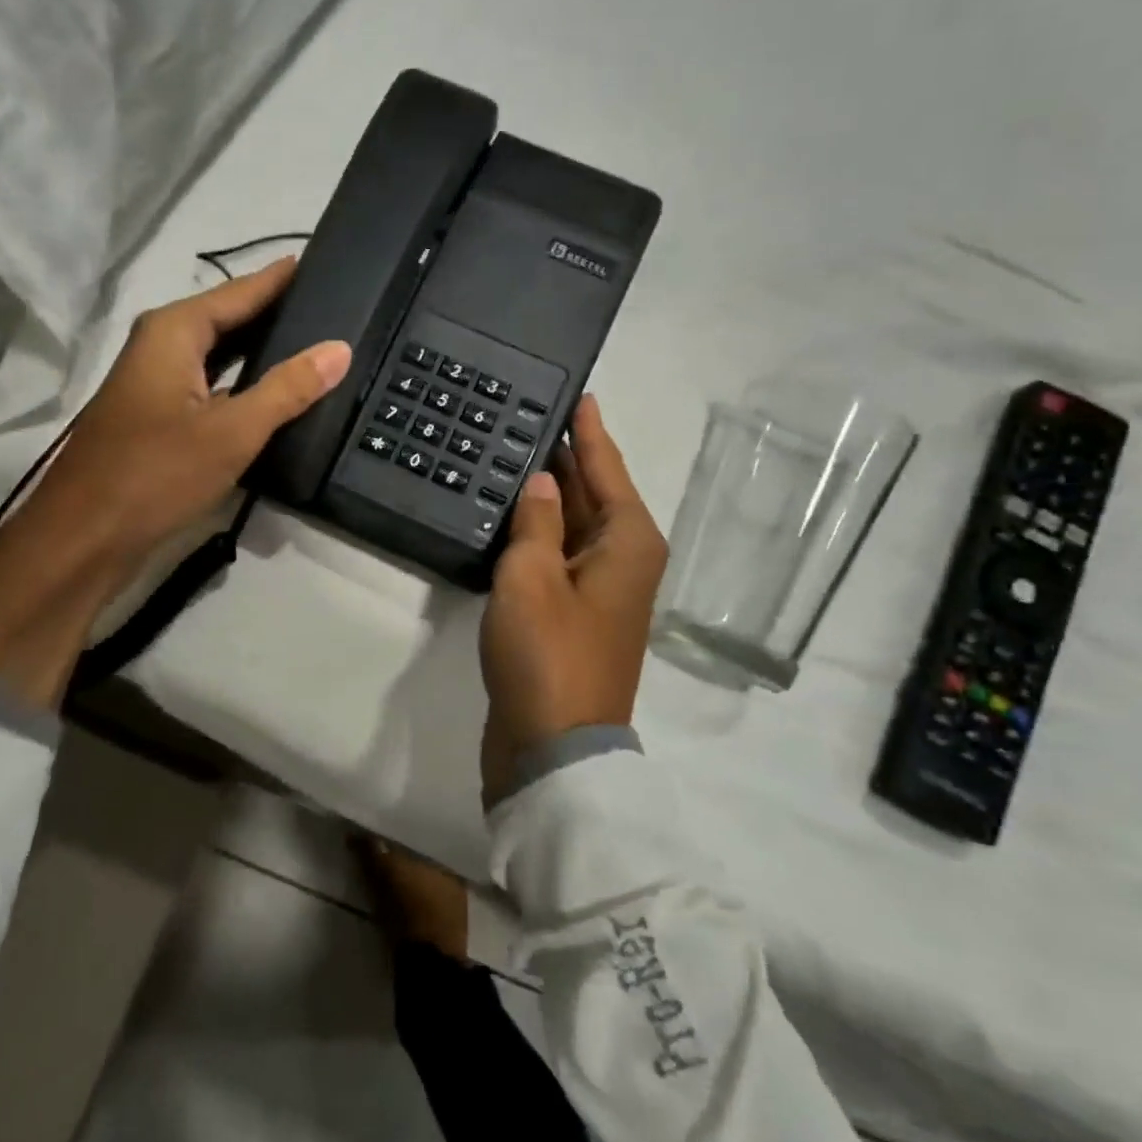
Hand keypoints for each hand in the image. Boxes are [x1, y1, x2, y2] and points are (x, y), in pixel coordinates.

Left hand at [0, 256, 348, 707]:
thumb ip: (288, 388)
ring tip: (313, 345)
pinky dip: (242, 383)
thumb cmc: (156, 474)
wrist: (84, 537)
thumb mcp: (233, 431)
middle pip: (227, 318)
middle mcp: (160, 346)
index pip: (240, 291)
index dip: (279, 279)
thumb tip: (338, 348)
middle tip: (331, 307)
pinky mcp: (156, 417)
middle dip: (275, 313)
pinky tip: (273, 395)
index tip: (320, 262)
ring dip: (260, 350)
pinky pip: (210, 384)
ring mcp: (155, 383)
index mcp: (173, 332)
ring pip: (218, 354)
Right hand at [478, 394, 667, 801]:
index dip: (589, 431)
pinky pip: (560, 555)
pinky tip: (513, 515)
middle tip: (534, 416)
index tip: (580, 394)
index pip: (606, 467)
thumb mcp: (532, 575)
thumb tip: (544, 483)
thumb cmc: (547, 653)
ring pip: (576, 524)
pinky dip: (540, 531)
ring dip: (552, 494)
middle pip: (596, 493)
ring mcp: (600, 590)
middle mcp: (623, 560)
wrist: (552, 747)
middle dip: (568, 458)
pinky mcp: (575, 615)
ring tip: (518, 453)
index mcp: (628, 542)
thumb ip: (538, 521)